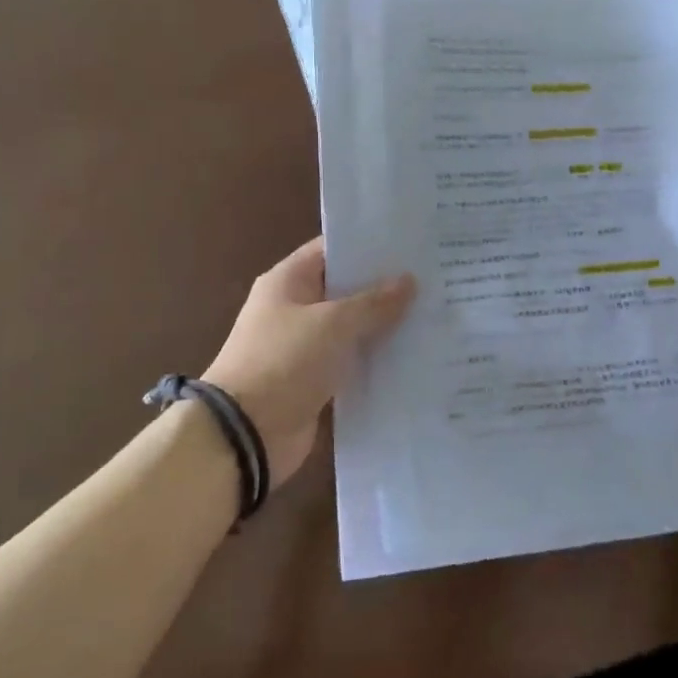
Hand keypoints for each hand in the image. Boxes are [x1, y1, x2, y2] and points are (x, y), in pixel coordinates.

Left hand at [203, 238, 415, 482]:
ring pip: (351, 327)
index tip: (410, 243)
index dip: (368, 245)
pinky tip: (413, 354)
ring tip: (432, 313)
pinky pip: (350, 361)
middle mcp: (294, 308)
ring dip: (383, 324)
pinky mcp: (314, 380)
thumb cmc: (284, 362)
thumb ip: (373, 302)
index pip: (331, 249)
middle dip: (383, 286)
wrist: (245, 434)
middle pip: (344, 288)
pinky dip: (374, 358)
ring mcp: (304, 346)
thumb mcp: (332, 324)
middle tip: (432, 278)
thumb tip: (408, 281)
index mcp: (288, 281)